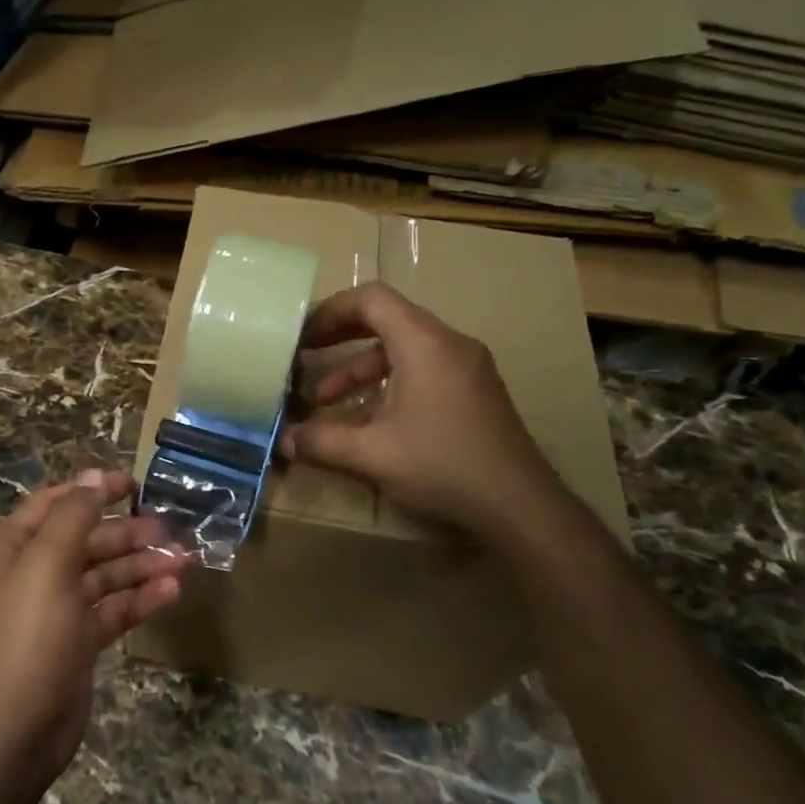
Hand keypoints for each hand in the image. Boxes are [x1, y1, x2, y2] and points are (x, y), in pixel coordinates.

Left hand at [0, 471, 187, 780]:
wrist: (17, 729)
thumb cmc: (29, 637)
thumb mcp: (48, 565)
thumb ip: (73, 515)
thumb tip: (94, 475)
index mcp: (15, 548)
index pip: (56, 504)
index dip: (93, 490)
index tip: (135, 483)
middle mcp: (34, 572)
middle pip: (87, 539)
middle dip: (127, 533)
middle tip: (170, 529)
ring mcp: (58, 608)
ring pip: (105, 575)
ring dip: (142, 565)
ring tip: (183, 559)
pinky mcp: (79, 640)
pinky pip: (113, 609)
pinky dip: (140, 600)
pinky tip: (171, 592)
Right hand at [279, 282, 564, 539]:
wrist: (519, 504)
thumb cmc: (442, 466)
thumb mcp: (372, 454)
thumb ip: (322, 441)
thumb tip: (284, 441)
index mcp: (425, 344)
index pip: (373, 299)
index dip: (331, 309)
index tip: (302, 334)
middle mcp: (449, 344)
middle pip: (387, 319)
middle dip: (341, 335)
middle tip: (305, 353)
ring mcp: (466, 368)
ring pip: (403, 350)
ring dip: (360, 369)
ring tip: (326, 400)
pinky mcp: (473, 391)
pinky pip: (422, 370)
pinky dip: (387, 385)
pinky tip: (366, 421)